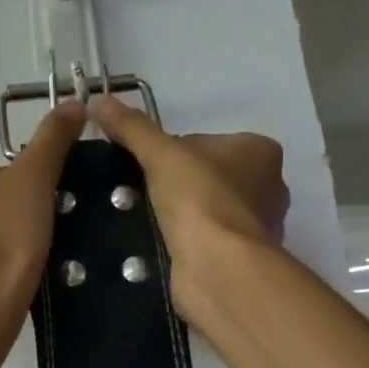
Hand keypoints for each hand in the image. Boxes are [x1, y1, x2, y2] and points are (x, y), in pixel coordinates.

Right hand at [93, 94, 286, 314]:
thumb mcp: (159, 153)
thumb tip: (99, 100)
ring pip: (205, 207)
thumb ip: (131, 127)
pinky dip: (185, 240)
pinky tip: (161, 244)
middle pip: (205, 174)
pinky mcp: (242, 257)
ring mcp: (258, 225)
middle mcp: (269, 186)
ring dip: (178, 213)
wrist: (218, 267)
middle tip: (141, 192)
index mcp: (260, 151)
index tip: (148, 166)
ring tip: (145, 219)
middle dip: (175, 183)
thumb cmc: (200, 198)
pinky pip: (206, 238)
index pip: (205, 141)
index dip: (172, 151)